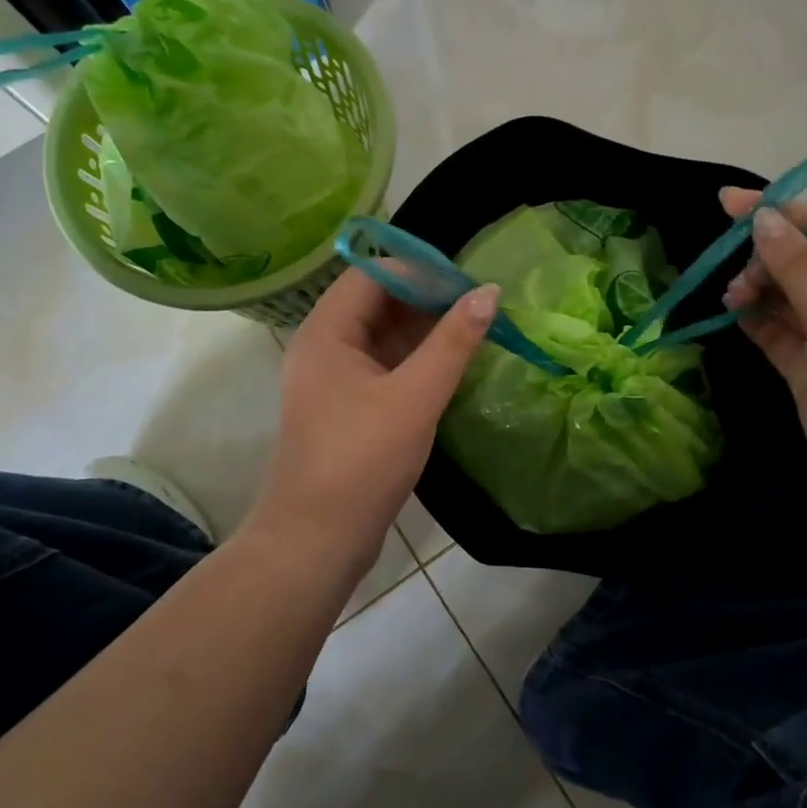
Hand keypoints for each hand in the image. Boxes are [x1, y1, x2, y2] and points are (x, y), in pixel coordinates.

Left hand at [247, 270, 496, 571]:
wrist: (317, 539)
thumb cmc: (362, 460)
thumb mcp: (415, 396)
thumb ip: (453, 341)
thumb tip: (489, 292)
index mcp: (326, 332)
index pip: (372, 274)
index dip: (419, 268)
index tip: (466, 278)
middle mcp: (324, 347)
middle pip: (377, 302)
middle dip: (426, 298)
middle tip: (478, 302)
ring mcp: (334, 379)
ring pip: (382, 336)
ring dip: (424, 329)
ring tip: (474, 326)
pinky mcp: (347, 407)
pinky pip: (384, 366)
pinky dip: (416, 360)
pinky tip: (452, 363)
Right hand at [719, 187, 806, 523]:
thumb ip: (799, 268)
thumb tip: (762, 218)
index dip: (779, 212)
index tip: (727, 203)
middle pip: (804, 260)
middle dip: (765, 259)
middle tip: (736, 278)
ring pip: (787, 295)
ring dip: (757, 289)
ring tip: (731, 298)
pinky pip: (779, 330)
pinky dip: (756, 319)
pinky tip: (732, 311)